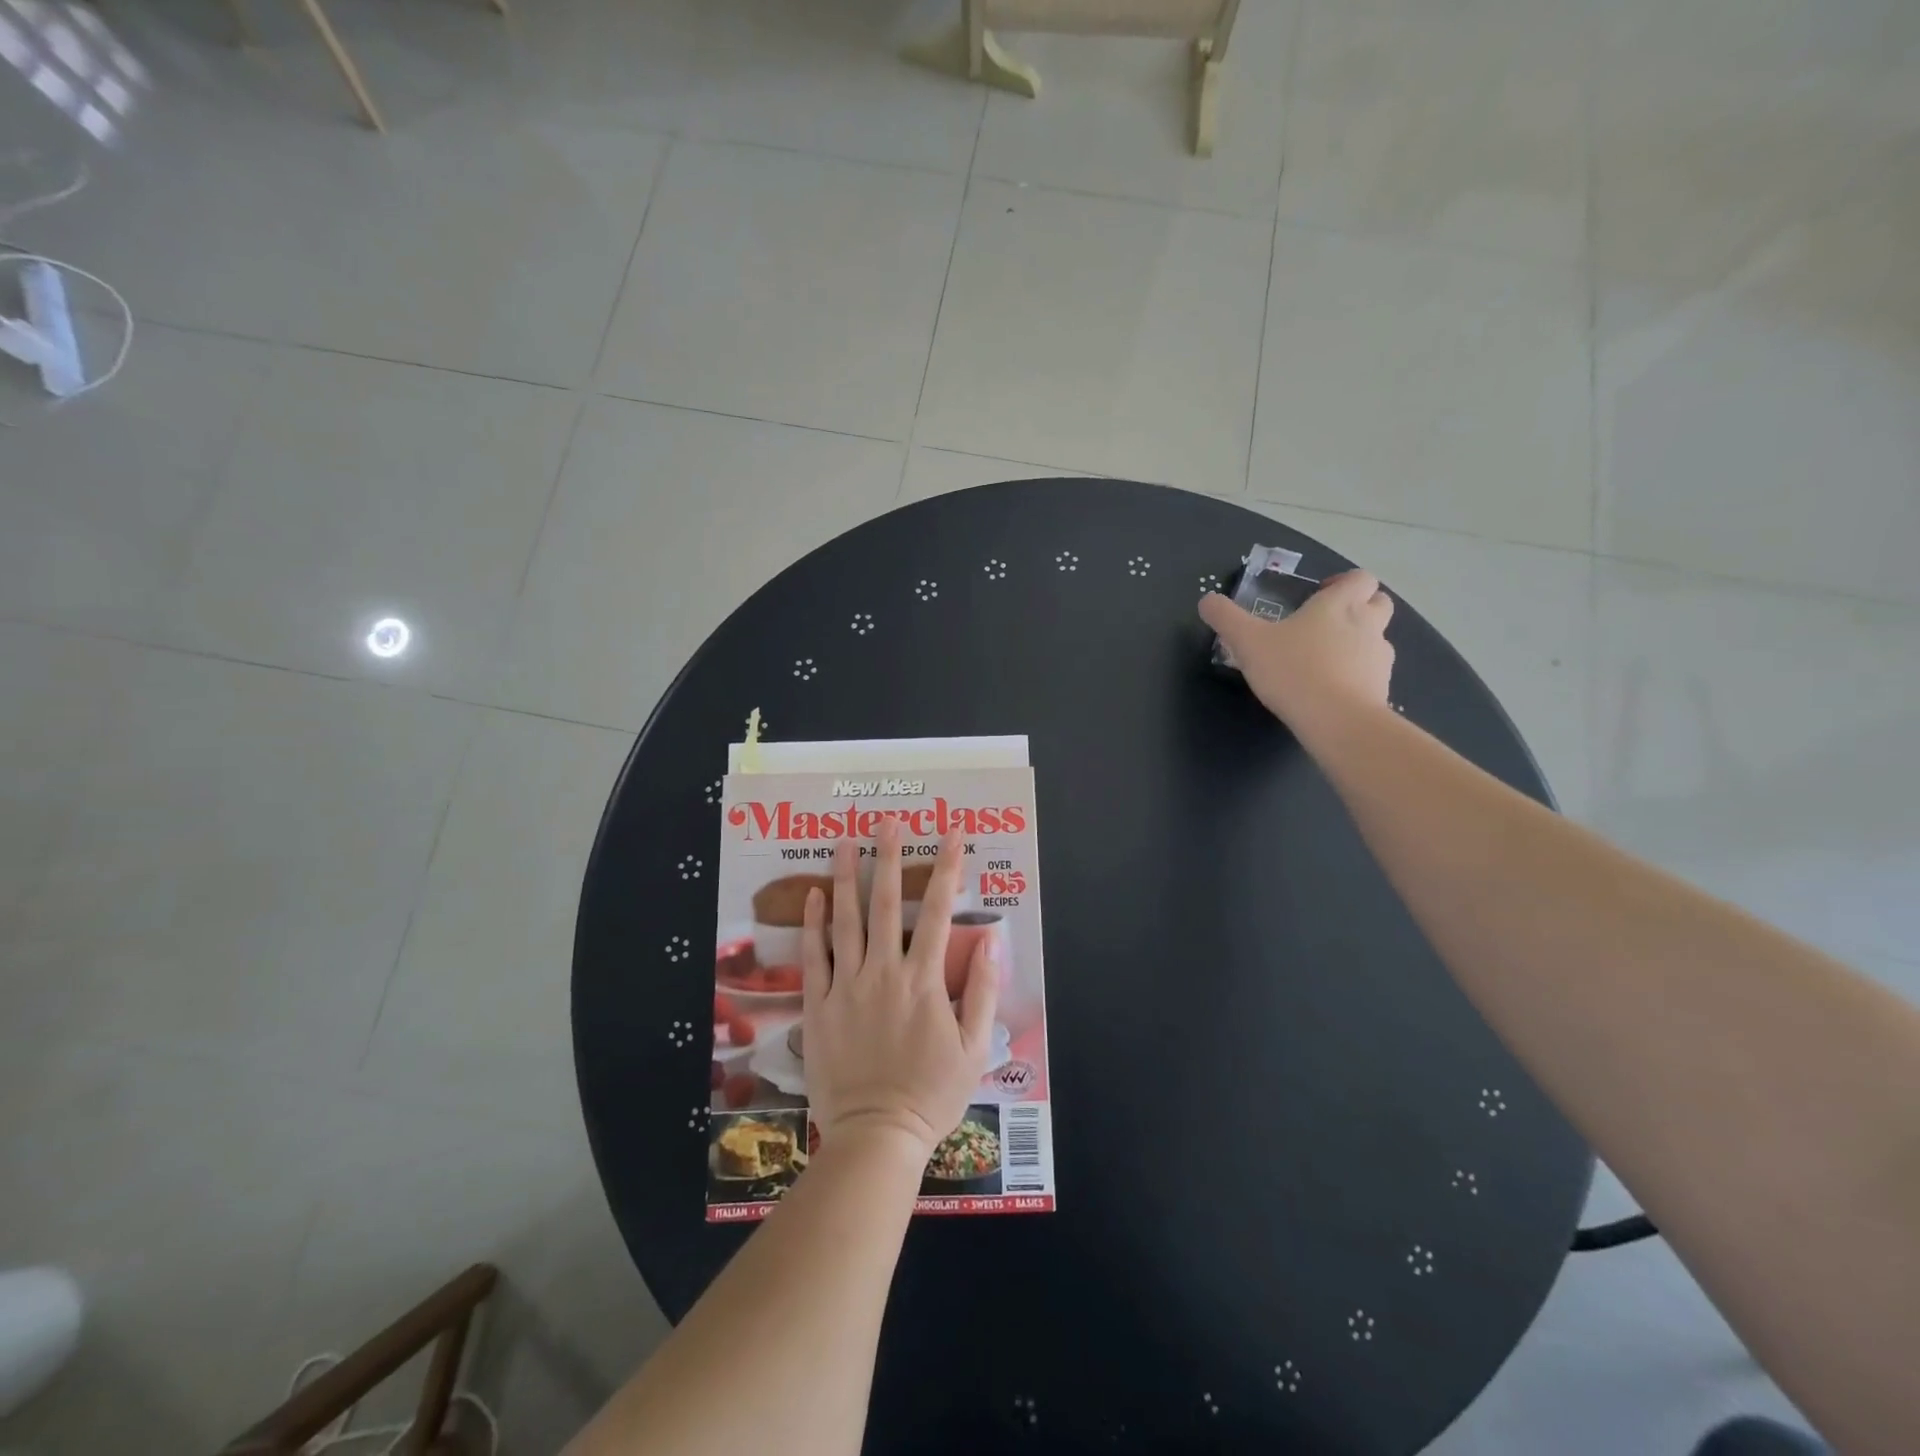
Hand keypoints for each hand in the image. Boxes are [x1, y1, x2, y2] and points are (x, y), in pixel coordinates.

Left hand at [800, 821, 999, 1154]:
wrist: (876, 1135)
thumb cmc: (930, 1094)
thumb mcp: (973, 1049)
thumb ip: (983, 992)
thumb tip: (993, 943)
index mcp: (924, 981)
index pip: (941, 912)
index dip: (948, 870)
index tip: (952, 835)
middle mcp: (884, 972)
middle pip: (887, 904)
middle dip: (889, 858)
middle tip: (887, 822)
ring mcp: (847, 986)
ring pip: (846, 921)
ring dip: (846, 877)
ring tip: (843, 841)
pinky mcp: (819, 1005)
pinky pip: (814, 957)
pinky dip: (813, 924)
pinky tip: (813, 896)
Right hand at [1199, 569, 1395, 734]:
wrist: (1337, 720)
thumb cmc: (1293, 670)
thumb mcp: (1247, 642)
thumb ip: (1225, 618)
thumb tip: (1206, 600)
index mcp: (1338, 605)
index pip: (1358, 578)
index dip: (1343, 582)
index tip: (1319, 595)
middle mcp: (1367, 624)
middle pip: (1379, 602)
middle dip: (1360, 606)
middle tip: (1327, 623)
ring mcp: (1379, 657)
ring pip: (1378, 638)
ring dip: (1359, 642)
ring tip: (1327, 660)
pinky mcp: (1382, 687)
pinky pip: (1373, 672)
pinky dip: (1359, 674)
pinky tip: (1334, 689)